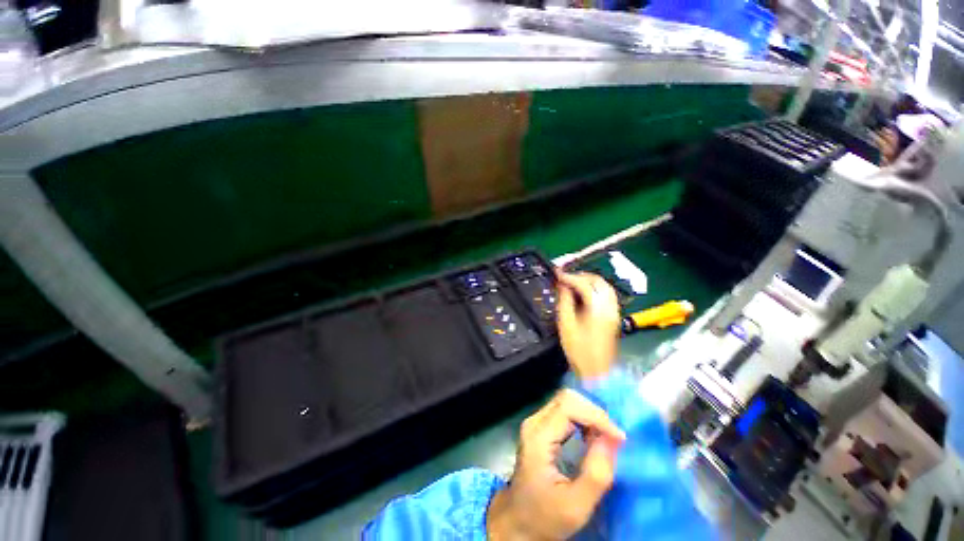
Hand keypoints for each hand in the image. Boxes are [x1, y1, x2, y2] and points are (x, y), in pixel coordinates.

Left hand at [487, 390, 625, 539]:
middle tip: (612, 438)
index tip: (618, 439)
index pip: (568, 406)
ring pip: (566, 401)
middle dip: (594, 413)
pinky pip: (564, 411)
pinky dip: (583, 419)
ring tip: (605, 440)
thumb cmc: (544, 517)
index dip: (596, 416)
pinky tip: (591, 438)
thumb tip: (613, 439)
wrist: (516, 521)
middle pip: (566, 398)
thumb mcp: (576, 506)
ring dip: (589, 415)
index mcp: (538, 438)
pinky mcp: (540, 427)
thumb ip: (596, 474)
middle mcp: (534, 422)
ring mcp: (535, 422)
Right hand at [556, 272, 620, 379]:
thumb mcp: (566, 325)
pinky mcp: (614, 317)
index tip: (557, 274)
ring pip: (605, 287)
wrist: (596, 373)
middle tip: (565, 276)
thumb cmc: (578, 350)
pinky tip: (583, 292)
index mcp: (598, 310)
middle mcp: (610, 308)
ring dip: (589, 281)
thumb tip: (562, 286)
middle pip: (599, 282)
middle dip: (581, 275)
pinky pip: (606, 295)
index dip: (570, 277)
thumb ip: (565, 302)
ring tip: (572, 282)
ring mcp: (614, 312)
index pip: (585, 285)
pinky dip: (595, 288)